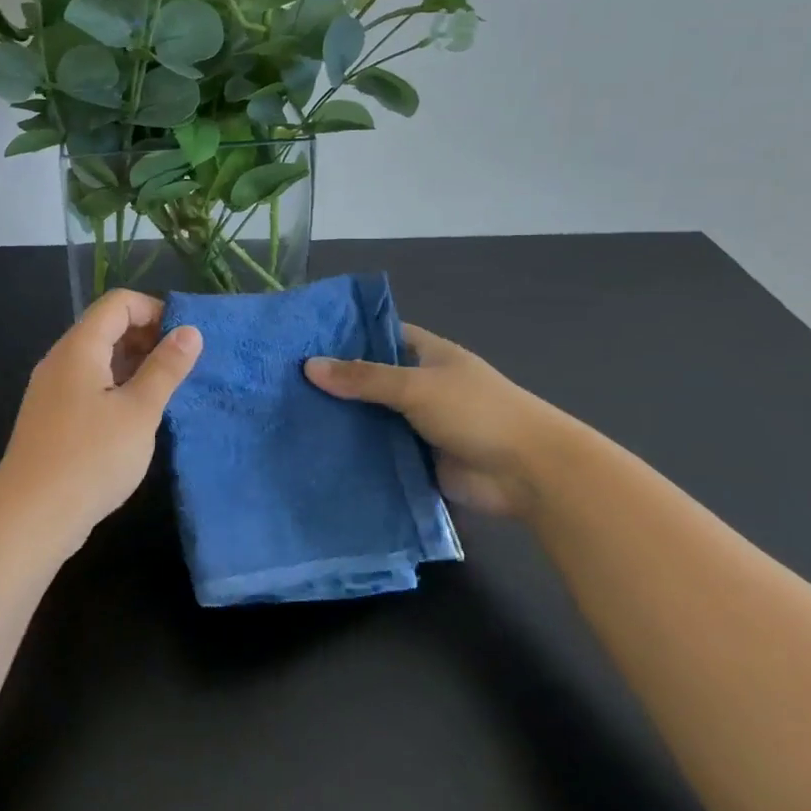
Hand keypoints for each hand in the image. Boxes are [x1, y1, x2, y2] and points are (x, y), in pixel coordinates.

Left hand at [0, 290, 202, 552]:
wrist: (30, 516)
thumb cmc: (91, 458)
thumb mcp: (139, 412)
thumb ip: (165, 368)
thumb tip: (190, 331)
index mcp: (79, 347)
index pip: (118, 303)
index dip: (154, 310)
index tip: (185, 340)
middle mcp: (61, 359)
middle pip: (106, 327)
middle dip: (147, 338)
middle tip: (181, 368)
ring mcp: (52, 389)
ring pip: (98, 359)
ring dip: (134, 365)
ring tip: (166, 392)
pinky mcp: (52, 416)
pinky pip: (88, 385)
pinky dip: (116, 387)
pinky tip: (137, 417)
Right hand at [305, 324, 565, 516]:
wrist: (528, 473)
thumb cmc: (477, 412)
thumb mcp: (416, 386)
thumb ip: (363, 378)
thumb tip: (308, 366)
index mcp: (427, 355)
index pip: (379, 336)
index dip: (345, 337)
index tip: (301, 341)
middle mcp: (420, 386)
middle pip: (369, 379)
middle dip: (334, 382)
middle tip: (282, 383)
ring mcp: (417, 424)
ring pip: (370, 417)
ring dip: (341, 420)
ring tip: (287, 418)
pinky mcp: (415, 458)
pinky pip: (377, 451)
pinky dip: (353, 452)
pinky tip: (314, 452)